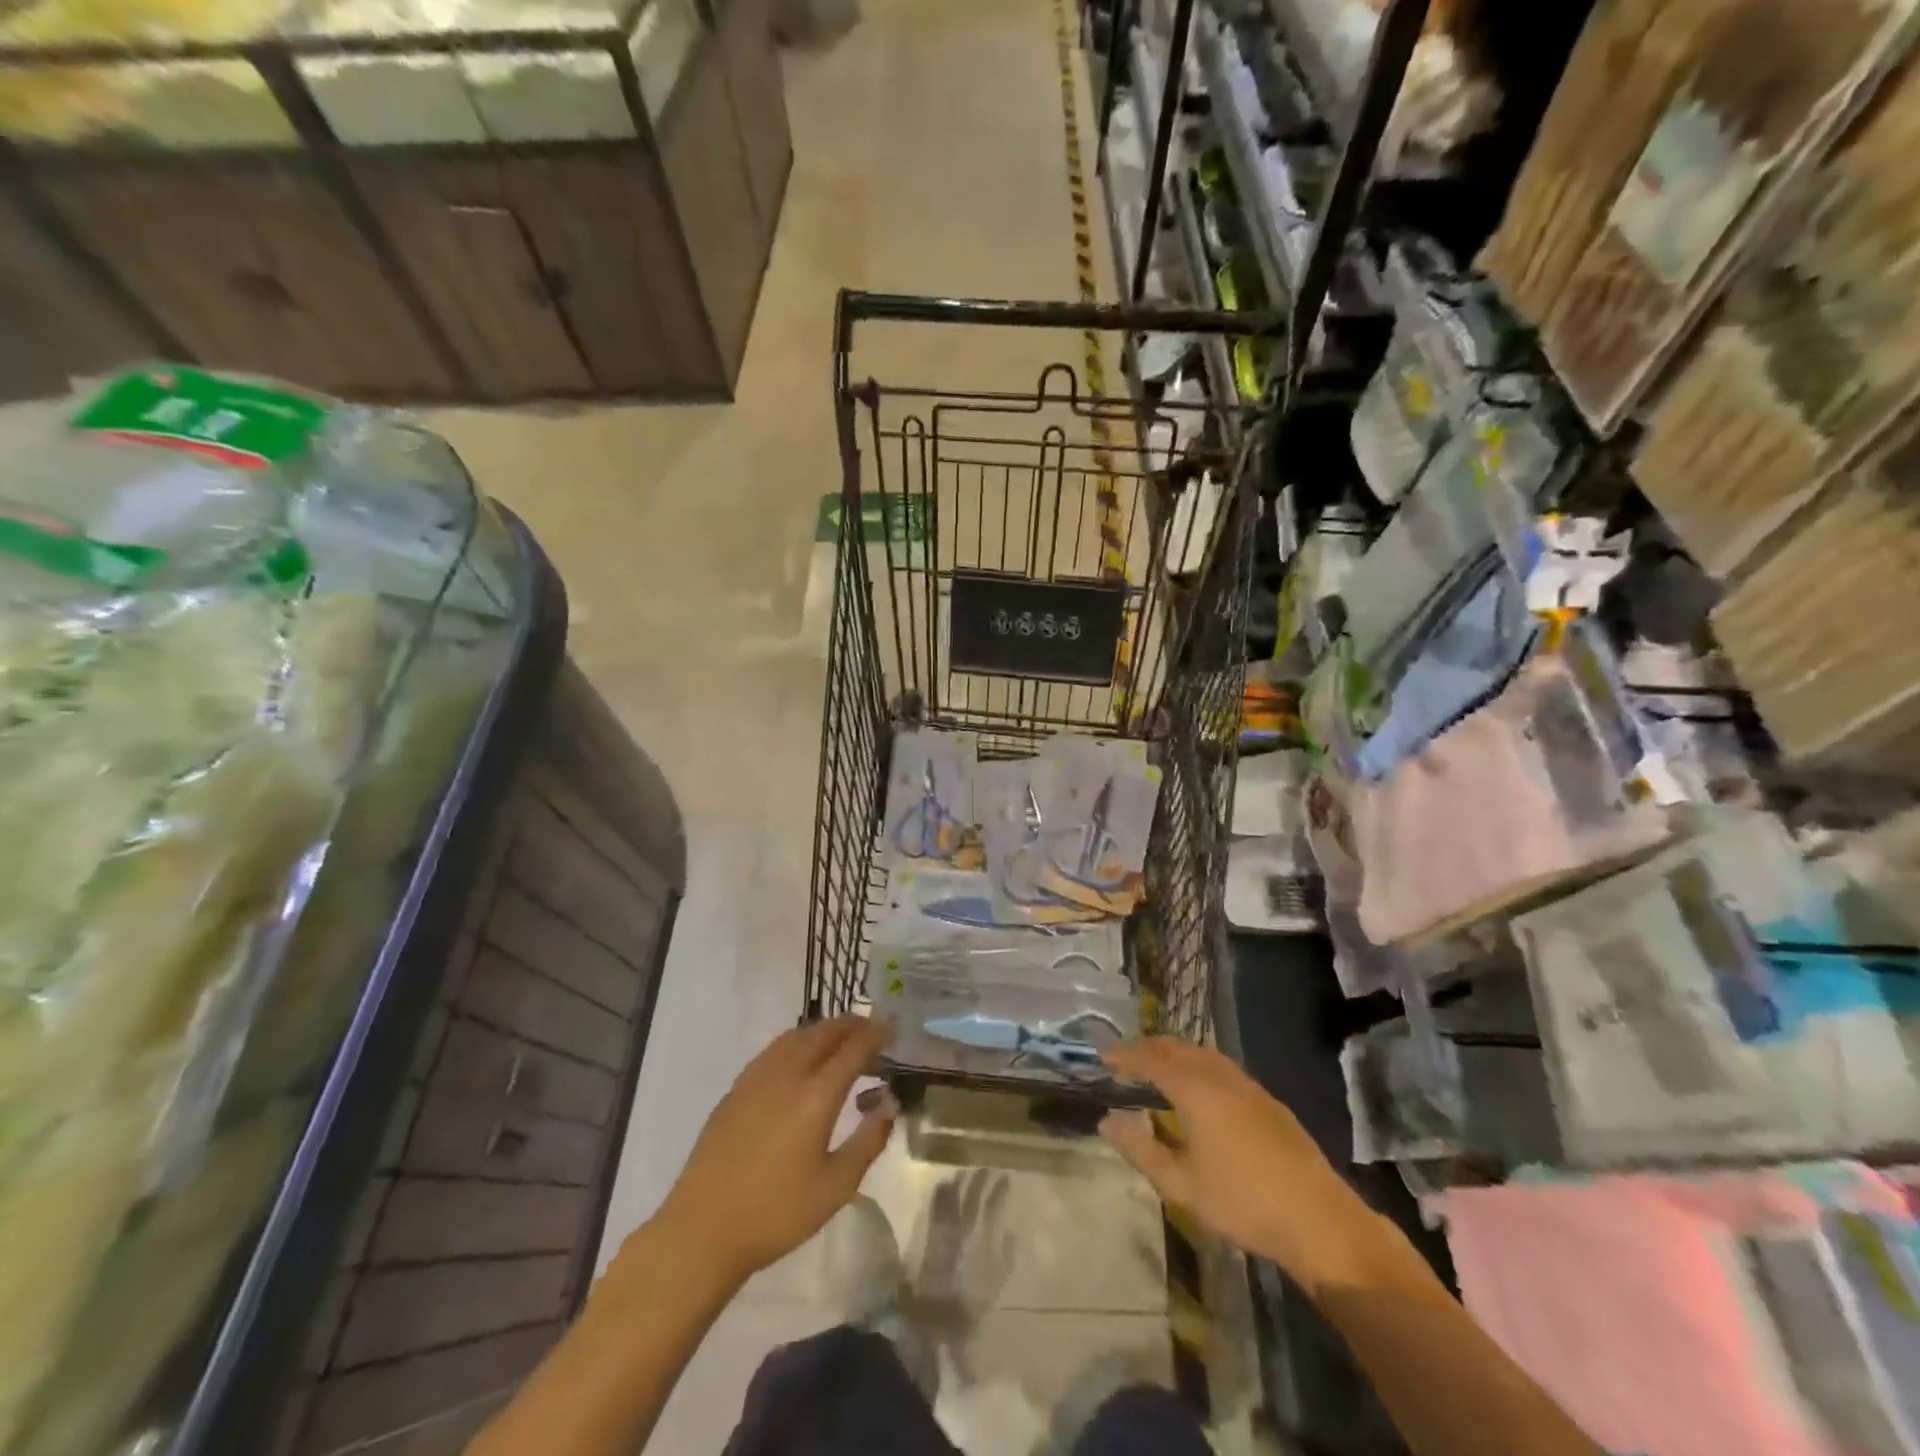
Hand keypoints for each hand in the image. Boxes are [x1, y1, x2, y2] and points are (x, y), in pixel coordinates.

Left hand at [655, 1017, 897, 1287]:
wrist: (702, 1230)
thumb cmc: (776, 1213)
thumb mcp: (836, 1186)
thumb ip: (869, 1139)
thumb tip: (889, 1103)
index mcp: (816, 1094)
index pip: (854, 1047)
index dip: (877, 1033)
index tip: (894, 1028)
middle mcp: (788, 1072)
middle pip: (825, 1031)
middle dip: (853, 1026)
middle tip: (872, 1034)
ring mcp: (758, 1076)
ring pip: (798, 1034)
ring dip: (825, 1031)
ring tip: (841, 1044)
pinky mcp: (737, 1087)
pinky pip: (776, 1048)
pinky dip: (799, 1042)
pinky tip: (802, 1063)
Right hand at [1099, 1038, 1384, 1294]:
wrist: (1319, 1220)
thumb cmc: (1243, 1203)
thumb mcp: (1181, 1185)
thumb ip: (1141, 1149)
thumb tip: (1107, 1121)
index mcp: (1195, 1090)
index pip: (1151, 1059)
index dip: (1125, 1055)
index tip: (1103, 1057)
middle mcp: (1220, 1076)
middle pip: (1177, 1047)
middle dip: (1148, 1047)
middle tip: (1126, 1059)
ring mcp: (1248, 1086)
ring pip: (1203, 1053)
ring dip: (1175, 1052)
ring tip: (1158, 1067)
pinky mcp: (1268, 1101)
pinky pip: (1222, 1066)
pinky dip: (1198, 1064)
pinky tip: (1200, 1087)